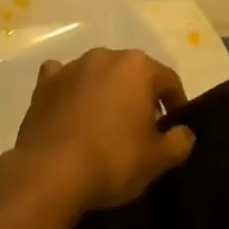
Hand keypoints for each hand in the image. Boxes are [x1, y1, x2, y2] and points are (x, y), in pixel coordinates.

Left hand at [3, 49, 193, 213]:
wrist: (51, 172)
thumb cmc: (113, 159)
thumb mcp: (158, 159)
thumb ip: (179, 141)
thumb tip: (184, 132)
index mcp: (138, 67)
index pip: (168, 80)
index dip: (176, 103)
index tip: (174, 128)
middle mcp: (105, 56)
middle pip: (132, 73)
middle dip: (140, 96)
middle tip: (142, 128)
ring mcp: (71, 67)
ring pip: (98, 74)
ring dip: (106, 92)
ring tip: (106, 124)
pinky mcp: (44, 84)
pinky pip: (64, 79)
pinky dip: (70, 90)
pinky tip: (71, 109)